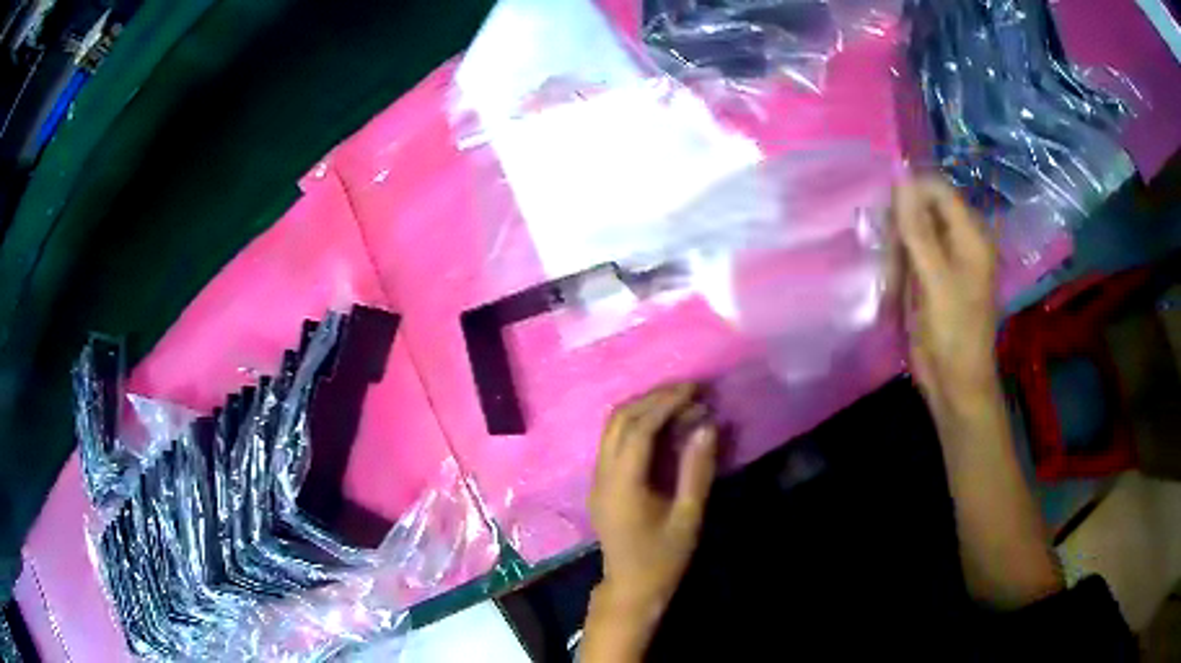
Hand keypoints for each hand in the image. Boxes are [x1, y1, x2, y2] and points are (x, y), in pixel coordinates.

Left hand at [589, 383, 717, 618]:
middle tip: (690, 390)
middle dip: (653, 398)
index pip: (639, 429)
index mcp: (622, 485)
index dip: (666, 403)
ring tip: (680, 401)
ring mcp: (596, 479)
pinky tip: (663, 425)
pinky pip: (613, 442)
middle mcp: (602, 475)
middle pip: (619, 420)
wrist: (630, 589)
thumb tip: (707, 425)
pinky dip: (637, 425)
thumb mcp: (688, 517)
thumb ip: (696, 470)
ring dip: (643, 408)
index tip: (695, 389)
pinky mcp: (601, 484)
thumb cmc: (663, 559)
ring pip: (612, 428)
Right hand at [893, 177, 999, 417]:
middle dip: (900, 228)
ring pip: (911, 232)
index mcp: (971, 236)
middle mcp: (960, 241)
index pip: (937, 190)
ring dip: (896, 251)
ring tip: (893, 281)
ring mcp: (945, 260)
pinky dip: (897, 267)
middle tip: (890, 257)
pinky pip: (909, 256)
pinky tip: (894, 288)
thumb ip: (918, 230)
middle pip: (922, 208)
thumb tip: (900, 179)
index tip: (887, 217)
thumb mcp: (935, 281)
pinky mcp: (932, 278)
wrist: (955, 384)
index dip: (910, 194)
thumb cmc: (953, 334)